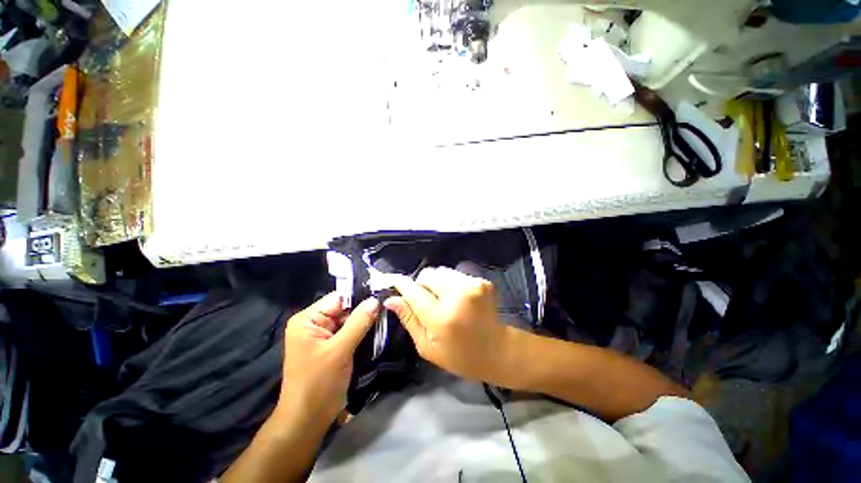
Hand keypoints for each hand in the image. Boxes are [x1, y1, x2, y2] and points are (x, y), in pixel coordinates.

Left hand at [276, 293, 380, 425]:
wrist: (308, 421)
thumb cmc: (318, 384)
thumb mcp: (339, 350)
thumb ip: (358, 323)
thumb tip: (376, 300)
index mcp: (308, 319)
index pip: (338, 298)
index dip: (360, 295)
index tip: (383, 294)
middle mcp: (315, 323)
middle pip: (345, 308)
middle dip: (366, 309)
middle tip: (389, 306)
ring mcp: (325, 335)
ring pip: (351, 320)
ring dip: (367, 320)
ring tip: (387, 316)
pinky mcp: (333, 346)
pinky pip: (351, 332)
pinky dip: (364, 331)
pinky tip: (379, 329)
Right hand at [384, 267, 512, 383]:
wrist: (497, 350)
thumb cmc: (459, 355)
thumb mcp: (427, 346)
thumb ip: (409, 319)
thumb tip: (391, 299)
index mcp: (441, 317)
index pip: (414, 291)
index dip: (401, 284)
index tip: (393, 281)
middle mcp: (457, 295)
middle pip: (428, 274)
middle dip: (422, 284)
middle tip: (427, 301)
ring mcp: (472, 285)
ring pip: (441, 271)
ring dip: (437, 283)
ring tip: (444, 300)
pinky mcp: (481, 281)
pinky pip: (455, 274)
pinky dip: (451, 283)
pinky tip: (457, 298)